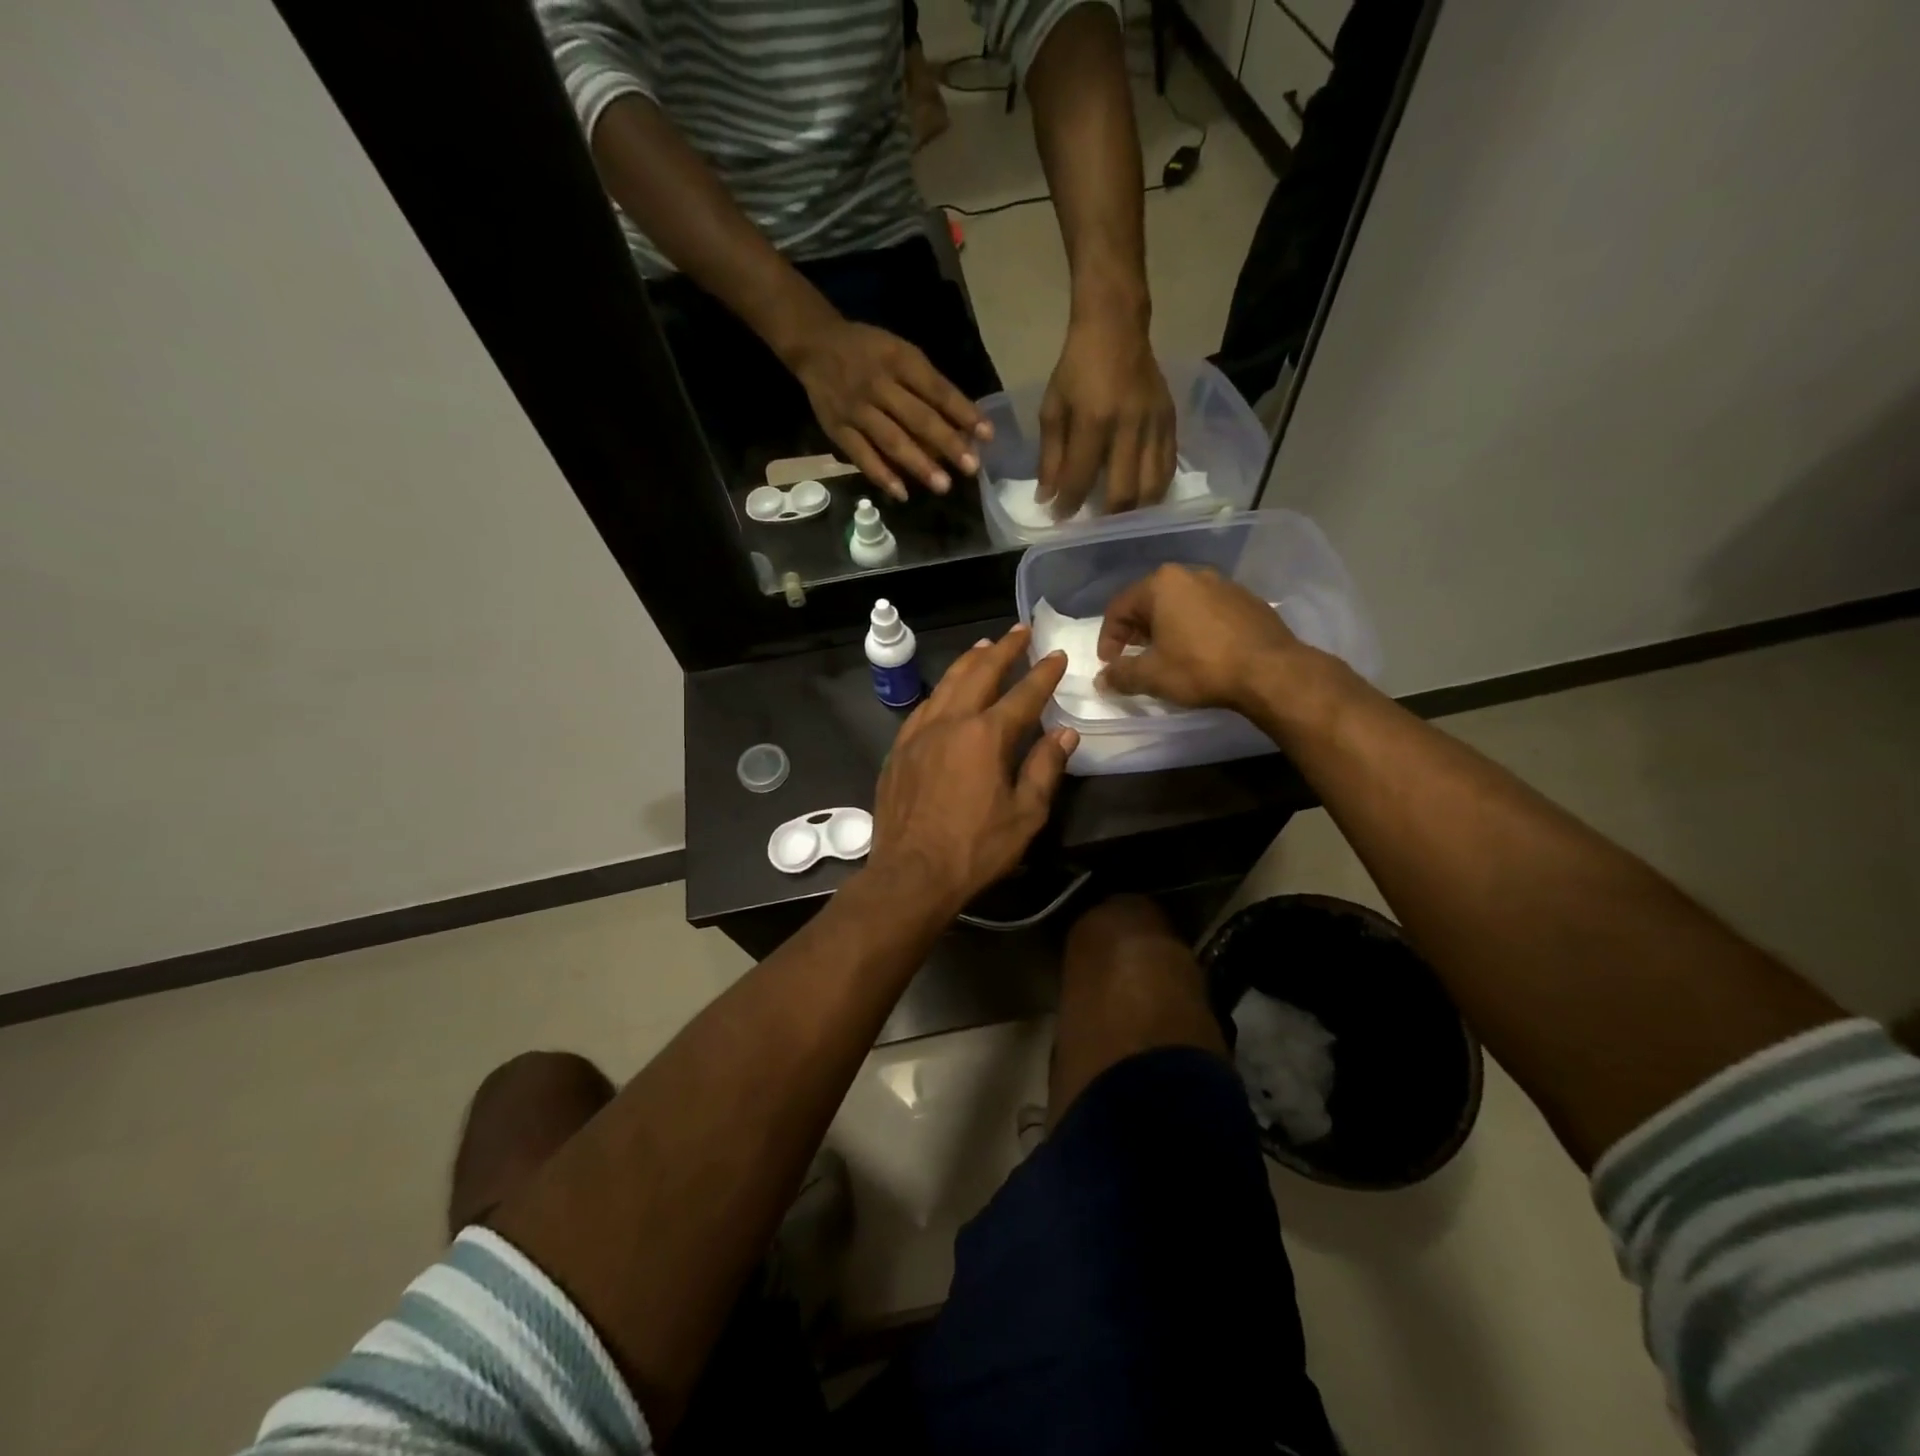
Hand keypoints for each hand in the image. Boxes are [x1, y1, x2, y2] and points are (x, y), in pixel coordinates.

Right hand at [790, 319, 990, 500]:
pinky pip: (862, 455)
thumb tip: (963, 424)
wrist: (815, 344)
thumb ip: (928, 386)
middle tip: (970, 468)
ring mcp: (857, 409)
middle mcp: (879, 384)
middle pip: (918, 418)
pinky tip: (902, 493)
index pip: (938, 390)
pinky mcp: (838, 429)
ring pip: (892, 440)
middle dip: (947, 444)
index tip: (987, 435)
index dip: (964, 413)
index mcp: (900, 361)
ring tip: (943, 485)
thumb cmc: (869, 351)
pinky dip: (882, 475)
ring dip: (919, 464)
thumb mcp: (901, 354)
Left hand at [868, 626, 1078, 914]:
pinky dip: (941, 691)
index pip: (1023, 694)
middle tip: (1020, 631)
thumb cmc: (974, 849)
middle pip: (980, 674)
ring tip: (984, 647)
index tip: (1058, 655)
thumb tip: (1065, 734)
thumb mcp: (1025, 815)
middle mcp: (950, 722)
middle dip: (1004, 649)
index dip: (1044, 674)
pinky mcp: (899, 750)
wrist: (911, 874)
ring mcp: (919, 733)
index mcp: (986, 736)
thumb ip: (1045, 769)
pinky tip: (946, 692)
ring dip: (969, 662)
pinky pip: (924, 707)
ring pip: (946, 684)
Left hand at [1037, 313, 1175, 517]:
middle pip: (1123, 493)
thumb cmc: (1077, 368)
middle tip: (1093, 527)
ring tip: (1119, 520)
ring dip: (1135, 512)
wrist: (1116, 327)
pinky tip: (1142, 499)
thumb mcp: (1053, 409)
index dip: (1068, 505)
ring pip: (1152, 488)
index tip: (1058, 518)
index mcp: (1094, 420)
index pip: (1081, 479)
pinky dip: (1155, 491)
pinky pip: (1168, 470)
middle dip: (1106, 519)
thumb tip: (1047, 499)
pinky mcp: (1172, 422)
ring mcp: (1155, 425)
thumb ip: (1050, 458)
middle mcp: (1130, 426)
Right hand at [1096, 564, 1305, 710]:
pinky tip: (1199, 653)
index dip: (1108, 638)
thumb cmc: (1201, 667)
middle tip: (1133, 657)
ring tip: (1165, 656)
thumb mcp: (1152, 676)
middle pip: (1150, 601)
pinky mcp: (1247, 600)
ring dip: (1166, 628)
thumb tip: (1102, 679)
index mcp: (1162, 584)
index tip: (1109, 664)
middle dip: (1136, 631)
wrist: (1271, 671)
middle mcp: (1192, 574)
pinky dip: (1194, 628)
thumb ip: (1121, 675)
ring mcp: (1224, 584)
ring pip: (1181, 605)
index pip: (1119, 607)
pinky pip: (1208, 611)